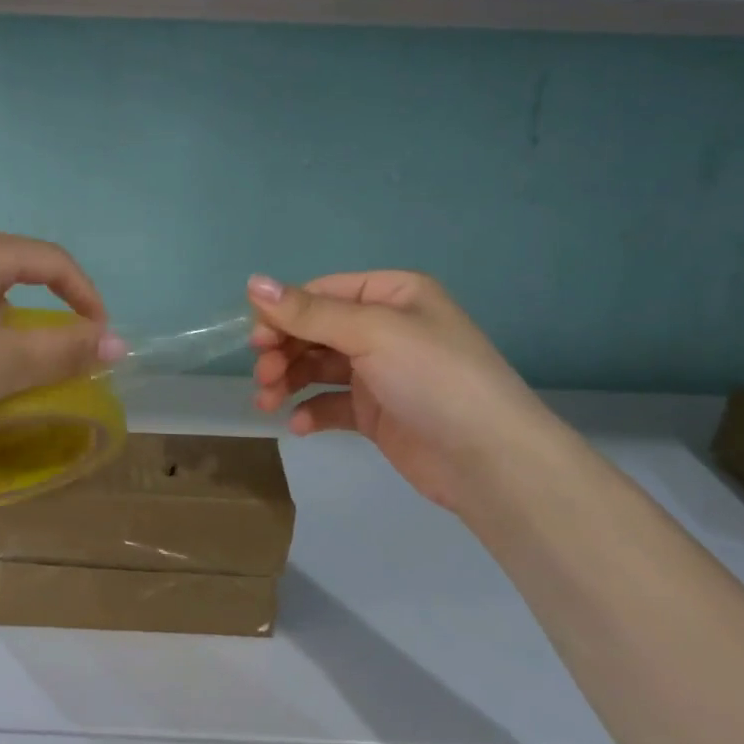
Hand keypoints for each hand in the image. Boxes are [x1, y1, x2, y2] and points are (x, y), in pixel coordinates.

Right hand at [247, 270, 575, 514]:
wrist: (490, 461)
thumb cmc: (433, 377)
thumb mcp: (371, 332)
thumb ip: (309, 312)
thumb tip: (253, 282)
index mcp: (392, 294)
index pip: (323, 293)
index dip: (285, 313)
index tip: (256, 340)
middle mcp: (385, 328)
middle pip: (316, 330)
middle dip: (284, 350)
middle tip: (263, 375)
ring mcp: (381, 372)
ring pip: (318, 367)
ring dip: (289, 380)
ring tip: (267, 402)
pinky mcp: (377, 413)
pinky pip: (332, 403)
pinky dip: (311, 411)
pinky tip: (299, 425)